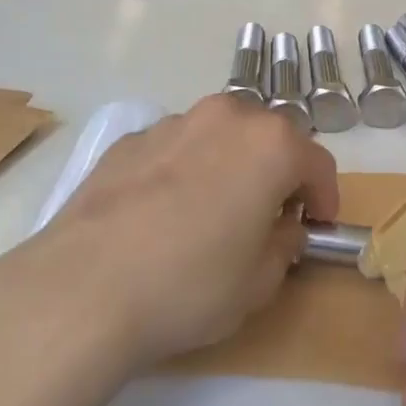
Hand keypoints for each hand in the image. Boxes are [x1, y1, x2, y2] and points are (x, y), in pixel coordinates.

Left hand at [0, 94, 338, 370]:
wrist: (82, 288)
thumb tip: (281, 228)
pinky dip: (182, 170)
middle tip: (267, 215)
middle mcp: (224, 117)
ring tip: (211, 212)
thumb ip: (284, 245)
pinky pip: (173, 149)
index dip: (323, 198)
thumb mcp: (259, 282)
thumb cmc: (190, 284)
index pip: (317, 163)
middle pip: (267, 137)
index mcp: (270, 144)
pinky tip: (162, 214)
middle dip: (276, 171)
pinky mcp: (127, 142)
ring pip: (218, 136)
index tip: (316, 227)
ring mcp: (171, 124)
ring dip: (228, 165)